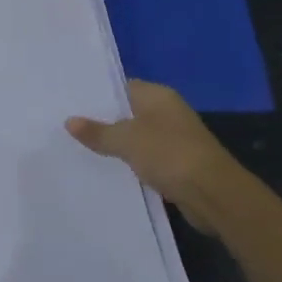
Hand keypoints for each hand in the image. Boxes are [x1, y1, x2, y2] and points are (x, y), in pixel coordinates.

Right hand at [66, 80, 241, 234]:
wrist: (214, 195)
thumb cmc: (169, 154)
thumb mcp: (126, 140)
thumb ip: (97, 131)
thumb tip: (69, 121)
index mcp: (158, 96)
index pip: (121, 86)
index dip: (97, 93)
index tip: (70, 101)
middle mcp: (167, 112)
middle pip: (127, 112)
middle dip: (102, 120)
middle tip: (67, 124)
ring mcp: (174, 139)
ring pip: (135, 137)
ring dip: (115, 144)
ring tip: (78, 147)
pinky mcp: (176, 164)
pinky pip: (145, 158)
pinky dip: (129, 163)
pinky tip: (105, 169)